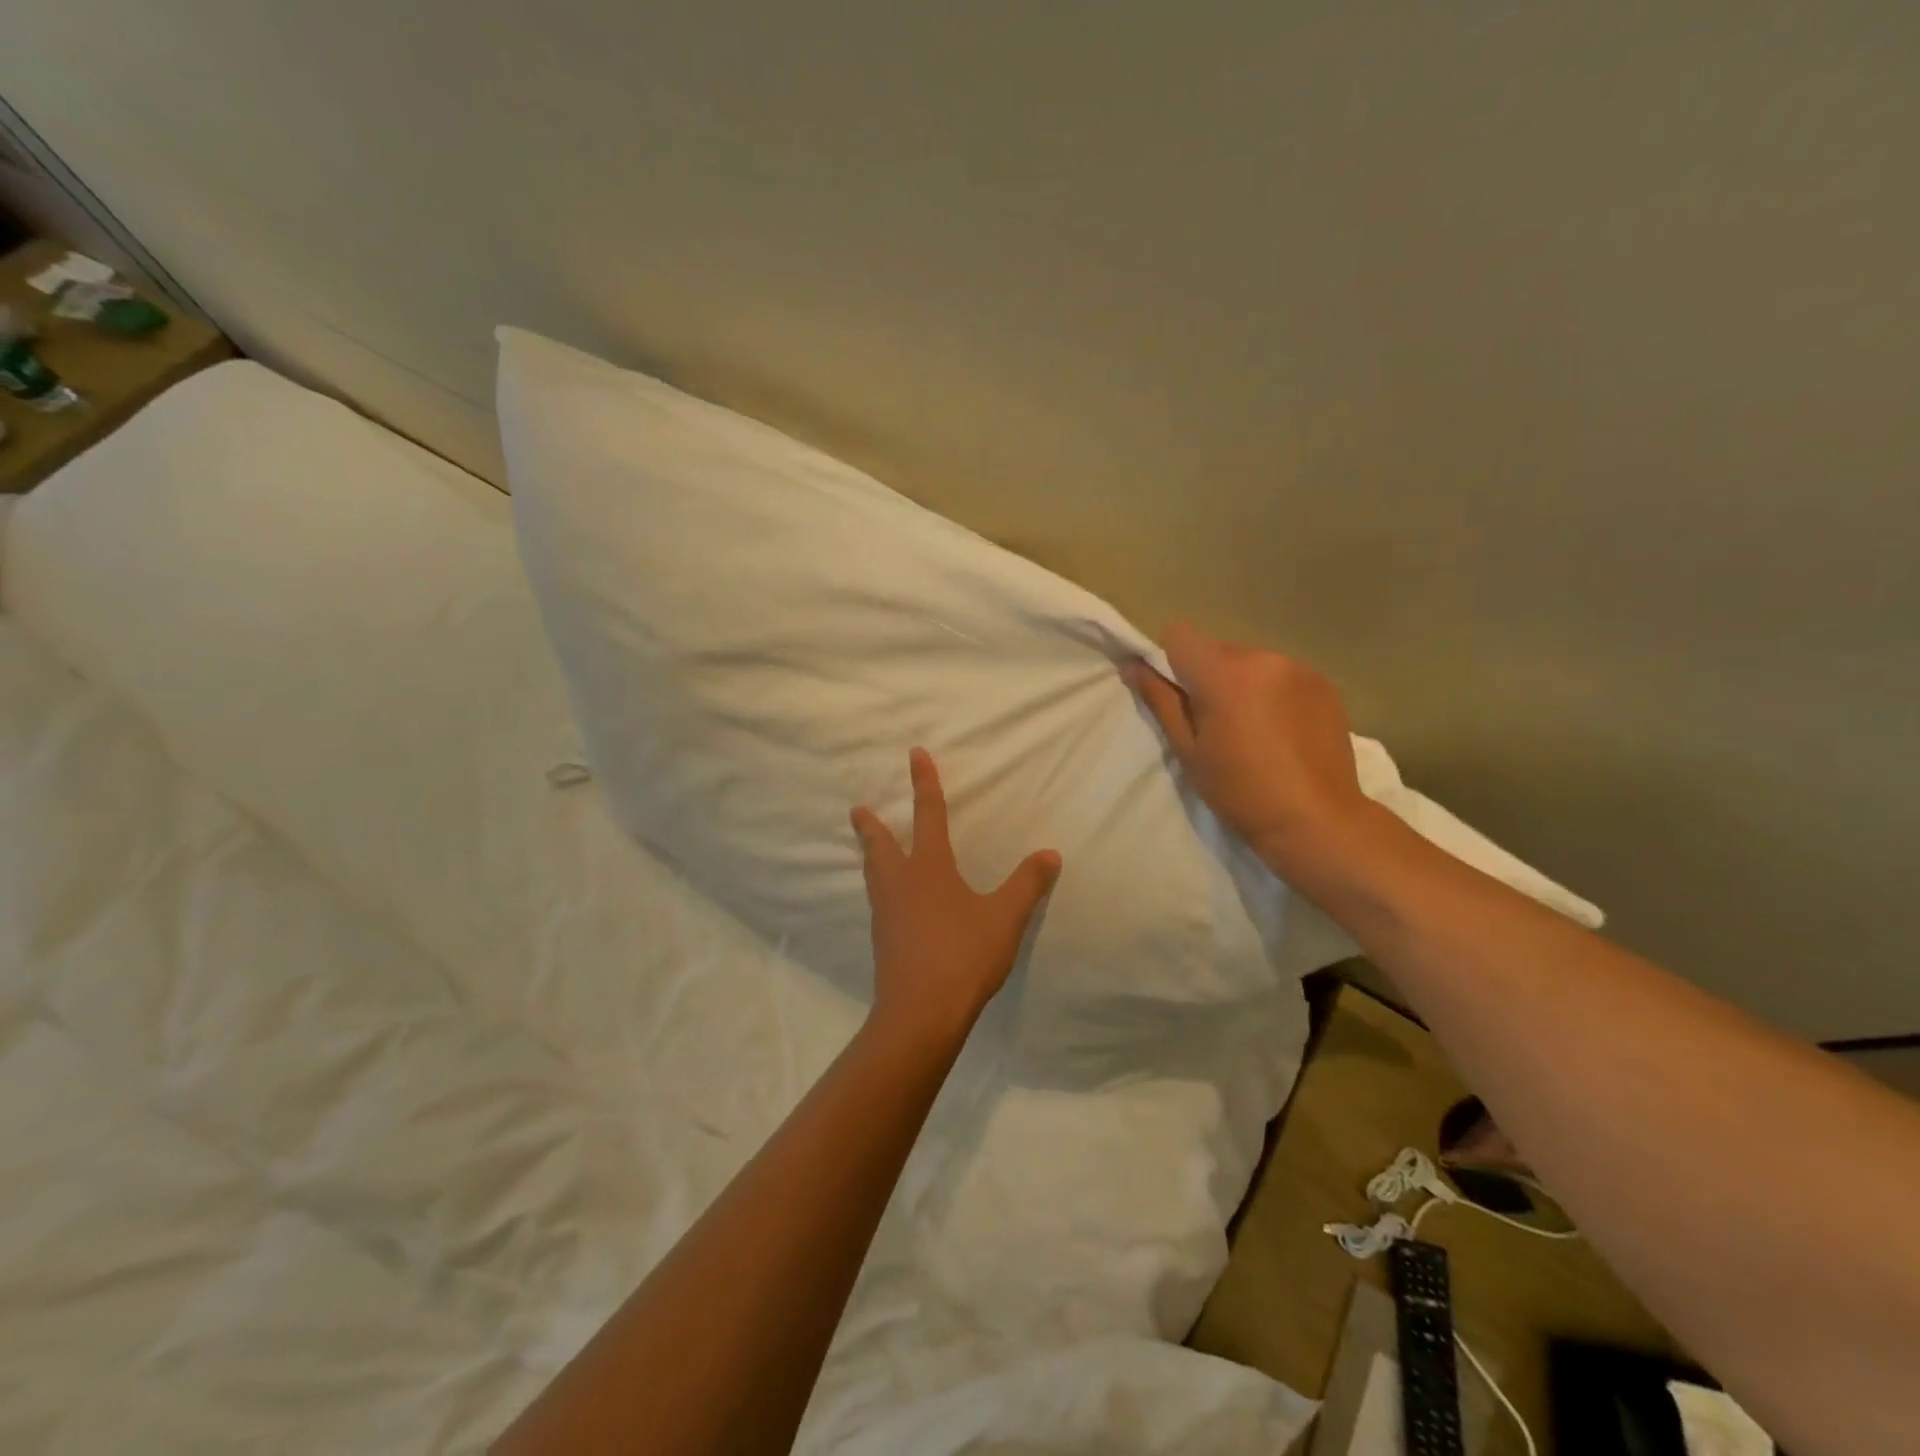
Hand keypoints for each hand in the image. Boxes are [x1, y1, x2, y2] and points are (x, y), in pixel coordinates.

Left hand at [851, 749, 1061, 1047]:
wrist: (920, 1012)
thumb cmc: (963, 955)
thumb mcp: (1004, 918)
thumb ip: (1027, 884)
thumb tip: (1050, 853)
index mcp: (929, 868)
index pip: (928, 814)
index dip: (924, 783)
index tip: (914, 754)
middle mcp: (900, 883)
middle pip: (881, 845)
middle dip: (871, 825)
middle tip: (858, 809)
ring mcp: (886, 913)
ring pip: (874, 874)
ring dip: (870, 854)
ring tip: (868, 848)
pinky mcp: (883, 940)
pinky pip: (878, 901)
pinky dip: (879, 886)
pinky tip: (889, 900)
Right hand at [1125, 621, 1373, 875]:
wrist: (1316, 820)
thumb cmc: (1240, 791)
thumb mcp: (1189, 750)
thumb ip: (1161, 700)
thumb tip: (1133, 665)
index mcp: (1224, 674)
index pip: (1180, 634)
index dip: (1170, 660)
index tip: (1178, 695)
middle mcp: (1263, 657)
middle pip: (1217, 649)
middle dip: (1208, 676)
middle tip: (1216, 722)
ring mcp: (1300, 668)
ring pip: (1251, 662)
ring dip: (1242, 683)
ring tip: (1253, 729)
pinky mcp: (1325, 683)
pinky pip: (1282, 675)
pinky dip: (1273, 692)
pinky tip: (1282, 731)